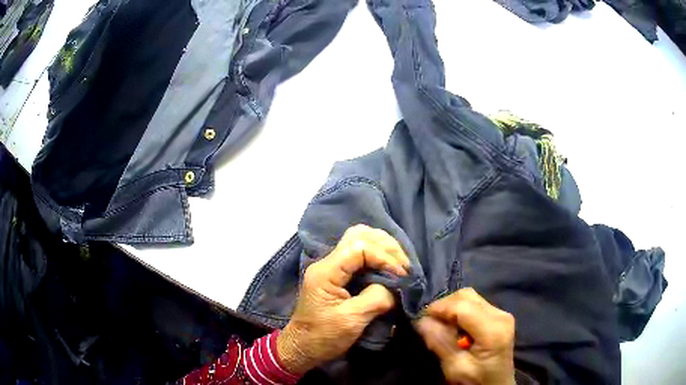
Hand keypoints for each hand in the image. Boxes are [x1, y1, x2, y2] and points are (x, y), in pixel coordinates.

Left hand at [277, 224, 410, 373]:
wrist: (302, 347)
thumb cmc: (323, 337)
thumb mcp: (351, 321)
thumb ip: (376, 299)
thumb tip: (397, 286)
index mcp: (326, 271)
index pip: (359, 247)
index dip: (384, 257)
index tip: (401, 275)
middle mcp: (327, 262)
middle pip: (359, 235)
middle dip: (386, 247)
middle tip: (404, 266)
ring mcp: (331, 267)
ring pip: (359, 241)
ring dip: (383, 249)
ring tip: (400, 265)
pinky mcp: (337, 275)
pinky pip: (359, 255)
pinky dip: (378, 256)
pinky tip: (389, 267)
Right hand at [415, 288, 515, 384]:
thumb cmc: (477, 380)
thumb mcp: (456, 368)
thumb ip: (441, 343)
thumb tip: (422, 321)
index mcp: (492, 330)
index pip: (462, 306)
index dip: (439, 308)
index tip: (420, 318)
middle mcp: (500, 315)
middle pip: (467, 296)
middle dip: (444, 305)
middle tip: (429, 321)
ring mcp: (502, 313)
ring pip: (470, 297)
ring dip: (452, 307)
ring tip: (441, 324)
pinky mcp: (499, 315)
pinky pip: (475, 304)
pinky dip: (460, 310)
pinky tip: (455, 326)